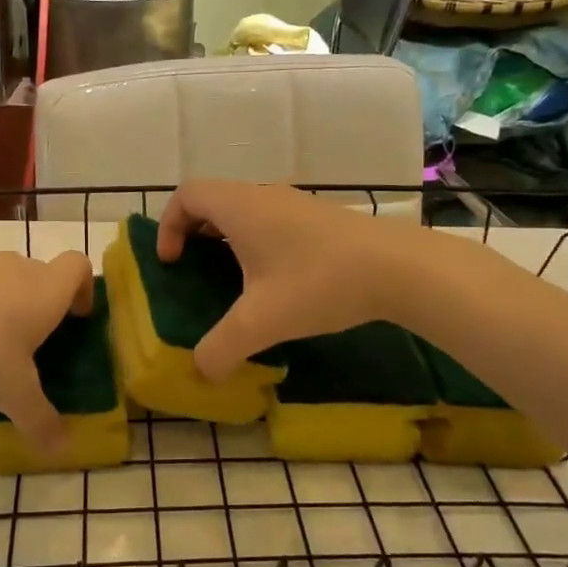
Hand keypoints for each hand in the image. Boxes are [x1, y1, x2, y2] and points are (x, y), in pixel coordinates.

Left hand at [0, 238, 93, 447]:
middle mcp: (16, 268)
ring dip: (4, 291)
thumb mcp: (13, 396)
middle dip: (42, 299)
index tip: (76, 316)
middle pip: (41, 271)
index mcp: (46, 292)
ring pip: (2, 269)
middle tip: (31, 338)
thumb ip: (41, 421)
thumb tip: (62, 449)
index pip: (78, 267)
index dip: (83, 288)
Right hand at [157, 181, 413, 378]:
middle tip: (194, 271)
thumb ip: (221, 348)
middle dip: (194, 233)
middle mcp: (264, 195)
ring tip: (232, 280)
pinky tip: (275, 282)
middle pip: (213, 200)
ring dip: (227, 239)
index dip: (168, 225)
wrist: (399, 268)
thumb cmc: (319, 283)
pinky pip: (271, 221)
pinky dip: (257, 243)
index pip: (186, 194)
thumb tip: (202, 371)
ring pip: (245, 210)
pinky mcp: (320, 219)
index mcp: (240, 207)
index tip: (172, 263)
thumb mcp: (261, 322)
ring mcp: (296, 204)